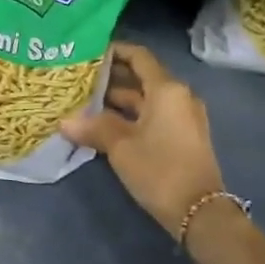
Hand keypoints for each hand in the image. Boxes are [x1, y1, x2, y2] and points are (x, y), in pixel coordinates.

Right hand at [61, 43, 224, 235]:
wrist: (200, 212)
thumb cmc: (160, 169)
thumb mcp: (121, 146)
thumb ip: (94, 127)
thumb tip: (65, 121)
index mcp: (167, 89)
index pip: (139, 56)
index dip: (115, 51)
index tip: (89, 53)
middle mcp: (178, 96)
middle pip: (142, 78)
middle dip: (112, 78)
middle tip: (80, 79)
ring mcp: (183, 117)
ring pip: (146, 100)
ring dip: (119, 100)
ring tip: (86, 102)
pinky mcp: (183, 137)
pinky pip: (154, 116)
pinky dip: (131, 116)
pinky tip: (105, 125)